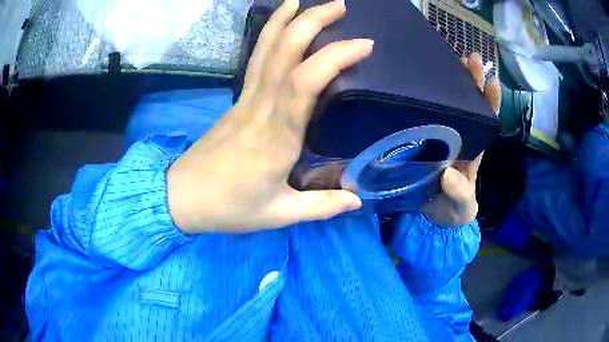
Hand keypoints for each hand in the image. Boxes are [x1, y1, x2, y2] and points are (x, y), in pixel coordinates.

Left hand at [167, 0, 371, 233]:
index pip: (305, 83)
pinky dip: (270, 34)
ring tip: (308, 1)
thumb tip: (357, 201)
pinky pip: (257, 58)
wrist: (181, 196)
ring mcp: (245, 99)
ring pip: (266, 48)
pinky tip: (281, 22)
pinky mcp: (237, 99)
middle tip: (341, 6)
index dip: (334, 57)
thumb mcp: (277, 215)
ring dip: (288, 19)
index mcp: (275, 138)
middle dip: (313, 21)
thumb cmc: (228, 207)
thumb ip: (320, 207)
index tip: (364, 44)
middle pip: (284, 51)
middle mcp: (260, 108)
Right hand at [421, 53, 500, 227]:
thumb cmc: (454, 210)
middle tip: (470, 57)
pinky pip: (426, 118)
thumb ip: (460, 195)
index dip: (491, 102)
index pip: (486, 122)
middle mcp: (460, 138)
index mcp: (473, 150)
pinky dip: (425, 100)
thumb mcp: (461, 206)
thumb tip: (449, 176)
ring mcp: (441, 138)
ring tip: (447, 59)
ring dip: (450, 83)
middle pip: (469, 106)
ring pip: (449, 107)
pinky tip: (417, 85)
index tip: (491, 80)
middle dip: (472, 82)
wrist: (434, 218)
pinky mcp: (423, 141)